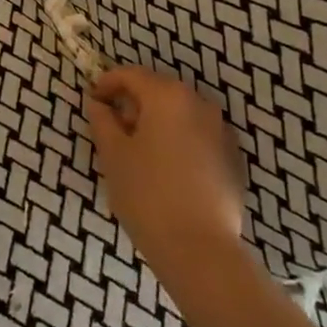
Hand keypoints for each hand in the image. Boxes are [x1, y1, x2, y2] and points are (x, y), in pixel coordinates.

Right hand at [86, 66, 258, 309]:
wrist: (201, 251)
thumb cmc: (148, 195)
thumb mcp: (113, 155)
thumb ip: (102, 120)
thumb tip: (99, 104)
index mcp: (168, 96)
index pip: (131, 75)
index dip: (107, 83)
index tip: (92, 101)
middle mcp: (199, 104)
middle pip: (158, 91)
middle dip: (133, 104)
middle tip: (113, 129)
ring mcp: (222, 131)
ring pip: (180, 114)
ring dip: (157, 123)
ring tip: (139, 152)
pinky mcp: (233, 159)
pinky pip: (198, 136)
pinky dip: (179, 141)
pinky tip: (166, 170)